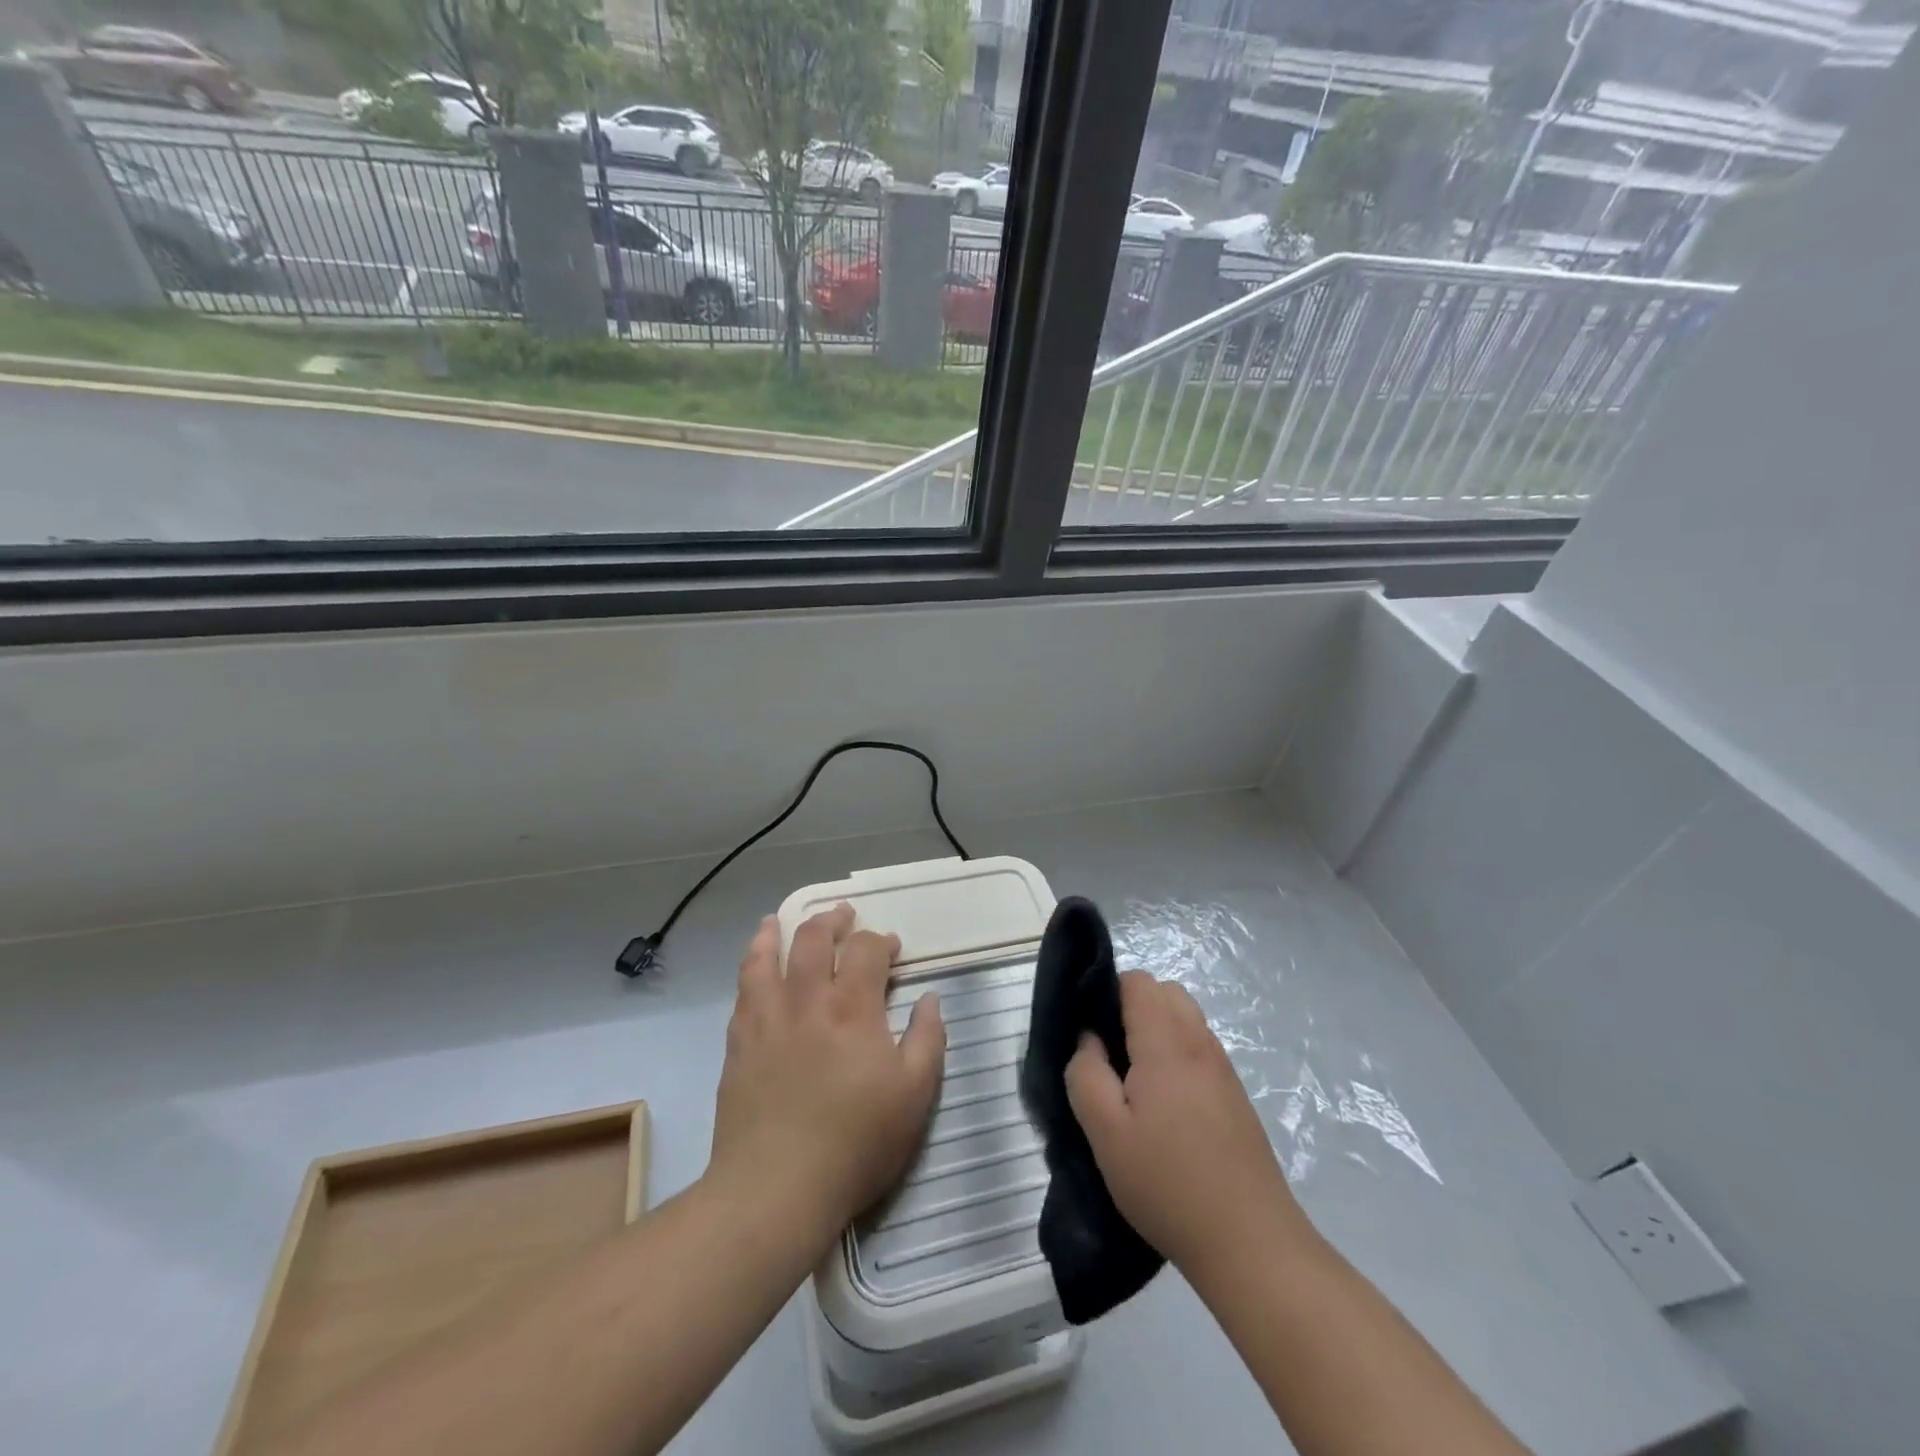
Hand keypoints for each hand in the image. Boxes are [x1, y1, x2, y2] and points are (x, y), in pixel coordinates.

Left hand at [708, 905, 945, 1237]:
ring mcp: (767, 1018)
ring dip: (777, 930)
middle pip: (813, 937)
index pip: (866, 949)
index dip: (880, 941)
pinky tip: (755, 964)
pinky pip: (742, 988)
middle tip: (844, 916)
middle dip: (832, 920)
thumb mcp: (915, 1094)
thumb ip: (928, 1038)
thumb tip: (929, 998)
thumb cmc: (856, 1141)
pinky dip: (750, 964)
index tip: (891, 950)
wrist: (776, 1188)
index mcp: (853, 1006)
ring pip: (766, 954)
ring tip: (780, 920)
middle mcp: (807, 999)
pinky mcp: (739, 1042)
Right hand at [1065, 970, 1306, 1276]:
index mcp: (1167, 1043)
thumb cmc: (1167, 1184)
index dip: (1107, 994)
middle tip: (1110, 1058)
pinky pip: (1199, 1049)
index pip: (1137, 981)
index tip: (1090, 1034)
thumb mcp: (1105, 1133)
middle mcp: (1200, 1043)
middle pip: (1164, 992)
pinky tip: (1165, 1109)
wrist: (1251, 1243)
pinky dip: (1176, 1056)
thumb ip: (1086, 1073)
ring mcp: (1223, 1069)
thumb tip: (1089, 1039)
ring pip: (1184, 1020)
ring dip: (1155, 1032)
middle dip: (1132, 1009)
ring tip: (1135, 1085)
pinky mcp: (1235, 1095)